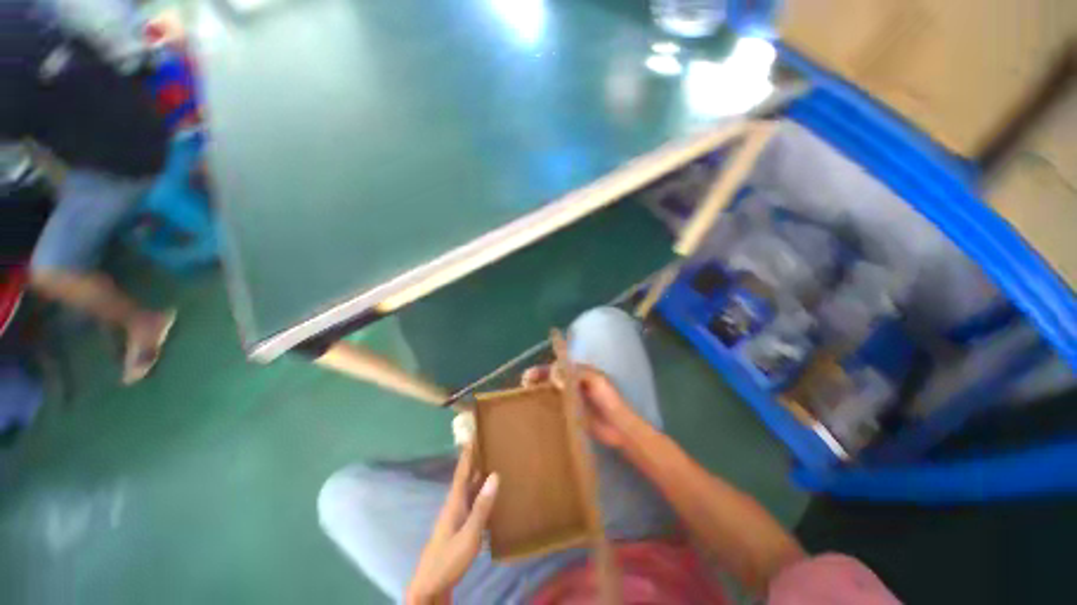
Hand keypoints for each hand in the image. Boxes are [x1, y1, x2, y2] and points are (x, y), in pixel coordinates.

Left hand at [406, 444, 498, 604]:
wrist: (430, 587)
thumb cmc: (448, 559)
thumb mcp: (469, 535)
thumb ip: (482, 506)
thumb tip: (495, 474)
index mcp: (454, 502)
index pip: (462, 471)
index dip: (468, 453)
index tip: (473, 434)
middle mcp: (455, 505)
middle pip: (466, 477)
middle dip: (475, 460)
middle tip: (488, 444)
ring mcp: (456, 517)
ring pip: (469, 490)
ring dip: (478, 476)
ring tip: (492, 462)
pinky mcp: (460, 528)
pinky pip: (472, 502)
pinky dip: (480, 493)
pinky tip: (489, 494)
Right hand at [521, 364, 639, 448]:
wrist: (619, 427)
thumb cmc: (609, 399)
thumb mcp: (596, 380)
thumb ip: (576, 374)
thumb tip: (552, 373)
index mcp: (580, 372)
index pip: (558, 366)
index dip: (544, 368)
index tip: (530, 375)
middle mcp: (573, 382)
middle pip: (551, 377)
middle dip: (537, 378)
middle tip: (524, 384)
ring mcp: (571, 398)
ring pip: (551, 390)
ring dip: (538, 390)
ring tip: (525, 395)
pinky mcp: (570, 412)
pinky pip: (555, 405)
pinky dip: (544, 404)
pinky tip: (535, 408)